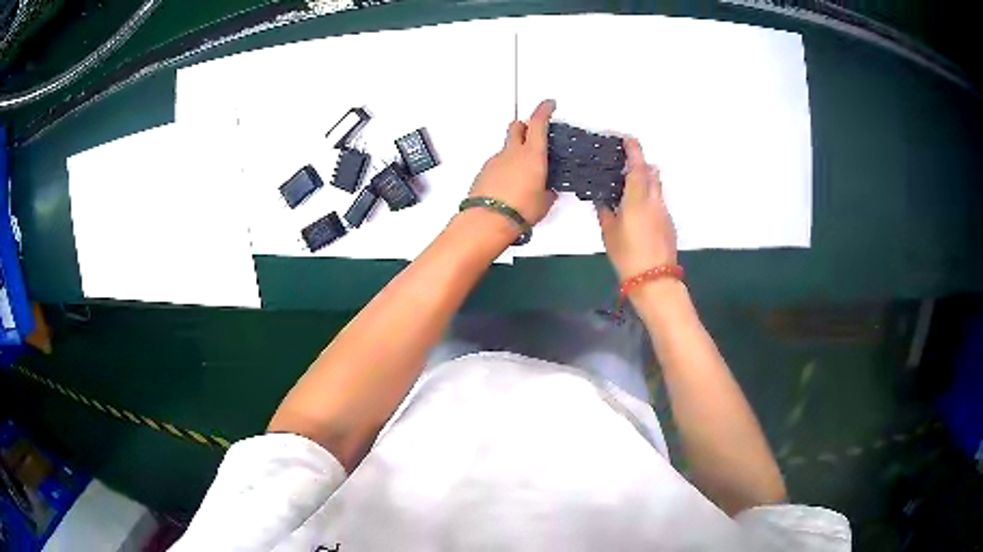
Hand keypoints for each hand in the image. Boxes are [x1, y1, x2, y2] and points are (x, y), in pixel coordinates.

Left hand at [468, 99, 557, 224]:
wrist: (488, 221)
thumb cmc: (520, 210)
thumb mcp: (544, 203)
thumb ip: (548, 191)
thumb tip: (547, 190)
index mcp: (532, 154)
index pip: (538, 122)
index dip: (544, 110)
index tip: (549, 104)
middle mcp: (512, 152)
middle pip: (517, 126)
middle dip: (525, 126)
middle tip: (533, 135)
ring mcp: (495, 160)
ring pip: (506, 147)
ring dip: (515, 152)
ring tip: (524, 175)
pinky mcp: (484, 172)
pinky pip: (497, 163)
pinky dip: (504, 168)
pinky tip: (509, 186)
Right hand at [596, 138, 677, 281]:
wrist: (655, 280)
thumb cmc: (628, 256)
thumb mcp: (609, 233)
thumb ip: (605, 212)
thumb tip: (603, 200)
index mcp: (637, 200)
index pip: (637, 168)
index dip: (634, 151)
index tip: (628, 139)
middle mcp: (654, 201)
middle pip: (652, 174)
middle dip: (641, 164)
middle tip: (626, 163)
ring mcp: (664, 212)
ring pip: (657, 187)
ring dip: (646, 180)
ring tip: (630, 186)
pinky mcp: (668, 223)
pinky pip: (658, 201)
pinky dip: (649, 197)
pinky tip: (638, 210)